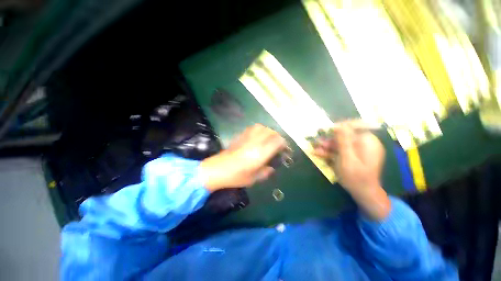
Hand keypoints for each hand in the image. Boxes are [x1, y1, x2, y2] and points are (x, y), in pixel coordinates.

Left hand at [200, 124, 286, 191]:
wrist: (218, 169)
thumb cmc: (236, 176)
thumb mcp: (254, 179)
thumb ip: (266, 172)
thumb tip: (271, 168)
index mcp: (261, 153)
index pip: (277, 141)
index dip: (283, 143)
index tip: (284, 149)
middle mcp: (256, 142)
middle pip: (271, 132)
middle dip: (277, 137)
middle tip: (278, 144)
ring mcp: (247, 137)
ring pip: (262, 127)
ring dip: (268, 132)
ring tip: (268, 139)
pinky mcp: (241, 136)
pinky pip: (253, 128)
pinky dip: (259, 130)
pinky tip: (258, 136)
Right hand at [314, 120, 388, 219]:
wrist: (363, 193)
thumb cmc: (356, 177)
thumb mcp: (347, 158)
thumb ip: (343, 141)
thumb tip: (339, 125)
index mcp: (367, 141)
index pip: (353, 126)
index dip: (339, 127)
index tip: (325, 130)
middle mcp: (364, 143)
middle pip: (345, 135)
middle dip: (329, 139)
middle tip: (317, 142)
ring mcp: (358, 150)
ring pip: (340, 144)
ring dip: (327, 146)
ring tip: (315, 148)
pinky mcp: (353, 156)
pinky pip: (341, 151)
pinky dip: (330, 152)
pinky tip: (319, 153)